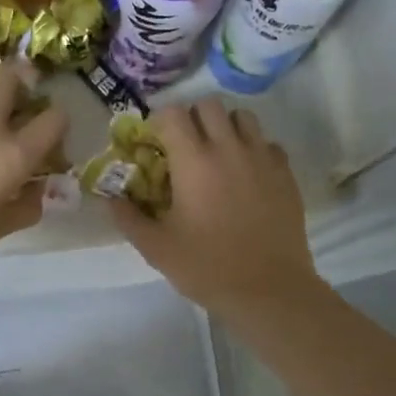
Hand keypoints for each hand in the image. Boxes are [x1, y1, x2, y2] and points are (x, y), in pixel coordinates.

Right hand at [110, 99, 319, 318]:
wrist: (269, 290)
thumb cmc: (207, 267)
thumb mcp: (156, 247)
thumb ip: (128, 216)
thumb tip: (111, 196)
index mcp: (194, 161)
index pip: (173, 113)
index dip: (159, 122)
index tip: (155, 144)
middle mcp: (229, 148)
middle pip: (209, 104)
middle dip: (192, 118)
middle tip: (185, 147)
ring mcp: (261, 157)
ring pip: (242, 117)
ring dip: (225, 127)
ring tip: (218, 155)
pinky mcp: (285, 173)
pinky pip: (267, 143)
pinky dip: (253, 149)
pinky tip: (246, 175)